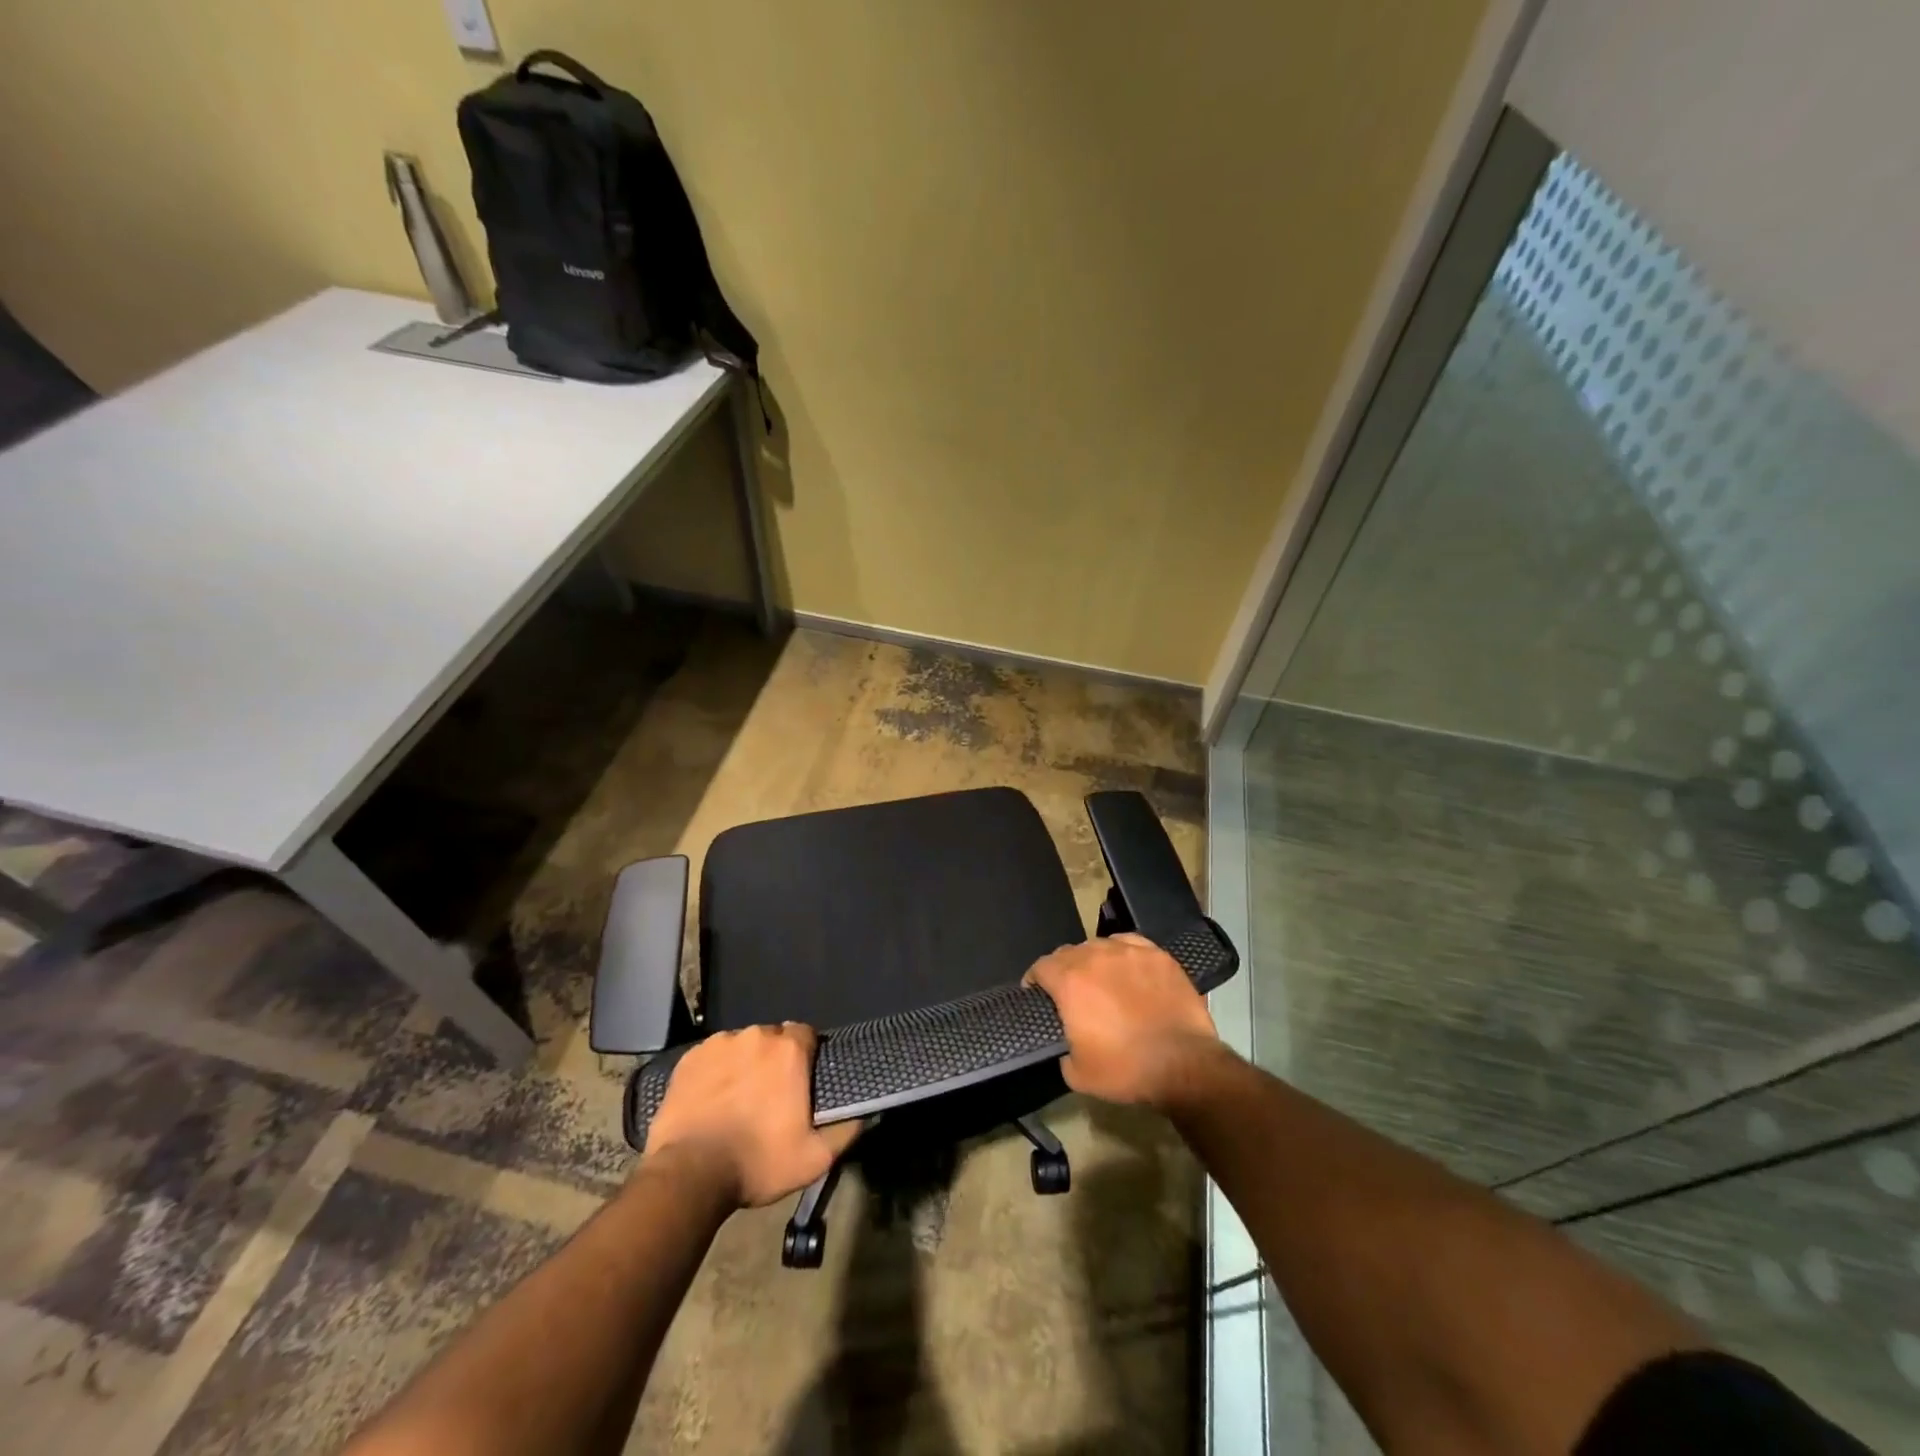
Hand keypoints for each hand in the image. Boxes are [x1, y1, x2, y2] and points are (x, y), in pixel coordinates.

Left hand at [643, 1023, 859, 1207]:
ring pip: (741, 1046)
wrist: (689, 1175)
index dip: (806, 1056)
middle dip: (774, 1060)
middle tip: (770, 1095)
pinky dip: (715, 1071)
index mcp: (789, 1051)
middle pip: (772, 1038)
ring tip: (737, 1099)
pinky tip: (711, 1098)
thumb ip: (845, 1130)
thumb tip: (863, 1114)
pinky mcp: (689, 1058)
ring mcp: (719, 1044)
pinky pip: (711, 1056)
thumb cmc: (757, 1162)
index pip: (806, 1034)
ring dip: (744, 1064)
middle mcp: (756, 1036)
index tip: (801, 1082)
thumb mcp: (814, 1158)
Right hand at [1025, 933, 1223, 1108]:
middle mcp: (1095, 956)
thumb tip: (1066, 1040)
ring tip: (1101, 979)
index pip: (1041, 967)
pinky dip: (1122, 953)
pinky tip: (1128, 967)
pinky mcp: (1158, 955)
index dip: (1035, 980)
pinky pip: (1130, 943)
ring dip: (1093, 960)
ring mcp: (1129, 952)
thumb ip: (1062, 1047)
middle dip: (1063, 969)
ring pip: (1099, 945)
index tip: (1037, 993)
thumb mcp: (1077, 1073)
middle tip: (1070, 992)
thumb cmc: (1126, 1069)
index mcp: (1069, 981)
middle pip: (1068, 952)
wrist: (1184, 1064)